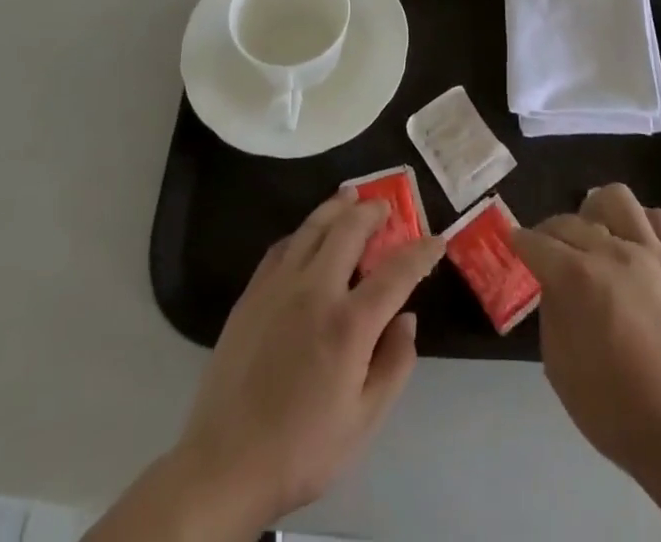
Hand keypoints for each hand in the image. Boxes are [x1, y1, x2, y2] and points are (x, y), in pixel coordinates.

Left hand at [164, 190, 444, 533]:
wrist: (225, 464)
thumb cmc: (302, 448)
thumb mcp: (363, 422)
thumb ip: (394, 365)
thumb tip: (407, 319)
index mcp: (348, 324)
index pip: (396, 272)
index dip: (420, 253)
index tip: (435, 240)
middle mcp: (315, 290)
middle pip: (349, 229)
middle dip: (373, 212)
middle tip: (386, 207)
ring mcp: (279, 286)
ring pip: (312, 227)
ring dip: (336, 207)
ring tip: (350, 196)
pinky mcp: (252, 293)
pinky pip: (283, 246)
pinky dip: (303, 232)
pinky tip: (308, 235)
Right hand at [511, 184, 660, 483]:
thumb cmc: (615, 409)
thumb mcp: (559, 367)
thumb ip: (552, 312)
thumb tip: (553, 284)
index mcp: (578, 278)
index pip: (538, 242)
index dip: (520, 241)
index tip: (514, 242)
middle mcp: (613, 252)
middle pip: (570, 221)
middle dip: (551, 233)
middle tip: (549, 252)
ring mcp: (652, 253)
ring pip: (616, 199)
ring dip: (596, 212)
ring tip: (595, 235)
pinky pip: (660, 219)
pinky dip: (641, 223)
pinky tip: (634, 244)